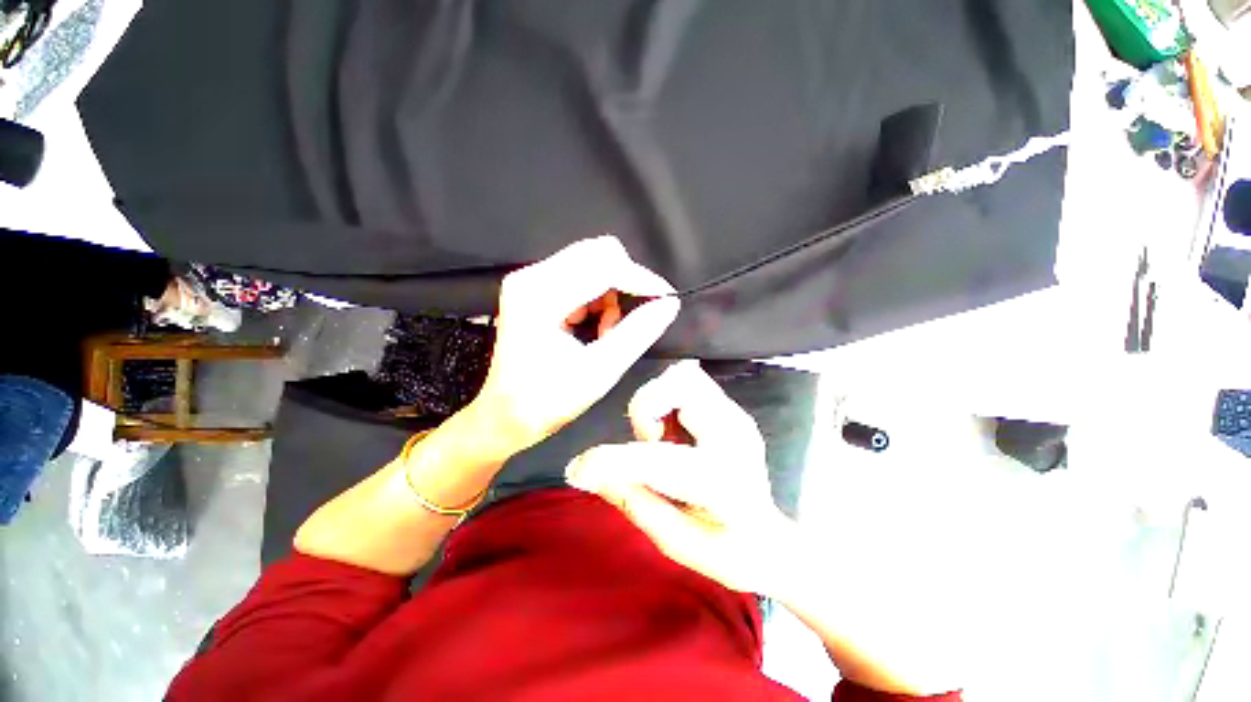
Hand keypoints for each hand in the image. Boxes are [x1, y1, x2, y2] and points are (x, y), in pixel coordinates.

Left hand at [470, 236, 680, 459]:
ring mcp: (531, 279)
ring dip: (611, 294)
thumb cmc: (549, 400)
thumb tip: (668, 304)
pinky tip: (594, 326)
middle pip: (597, 253)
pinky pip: (580, 276)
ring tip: (607, 332)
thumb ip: (638, 333)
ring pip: (591, 263)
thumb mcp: (600, 371)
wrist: (505, 415)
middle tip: (630, 320)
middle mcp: (532, 277)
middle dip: (625, 283)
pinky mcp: (535, 287)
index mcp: (541, 297)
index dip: (641, 279)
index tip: (665, 298)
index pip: (604, 266)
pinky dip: (598, 297)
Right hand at [564, 361, 790, 593]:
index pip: (660, 462)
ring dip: (657, 402)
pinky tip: (676, 429)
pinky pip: (691, 381)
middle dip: (646, 411)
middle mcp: (734, 438)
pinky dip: (670, 397)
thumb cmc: (726, 551)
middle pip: (679, 388)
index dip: (612, 461)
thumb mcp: (675, 542)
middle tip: (650, 444)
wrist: (770, 538)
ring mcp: (736, 417)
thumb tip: (593, 475)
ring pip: (683, 377)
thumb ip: (634, 502)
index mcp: (722, 484)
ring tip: (663, 437)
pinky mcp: (732, 409)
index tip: (579, 470)